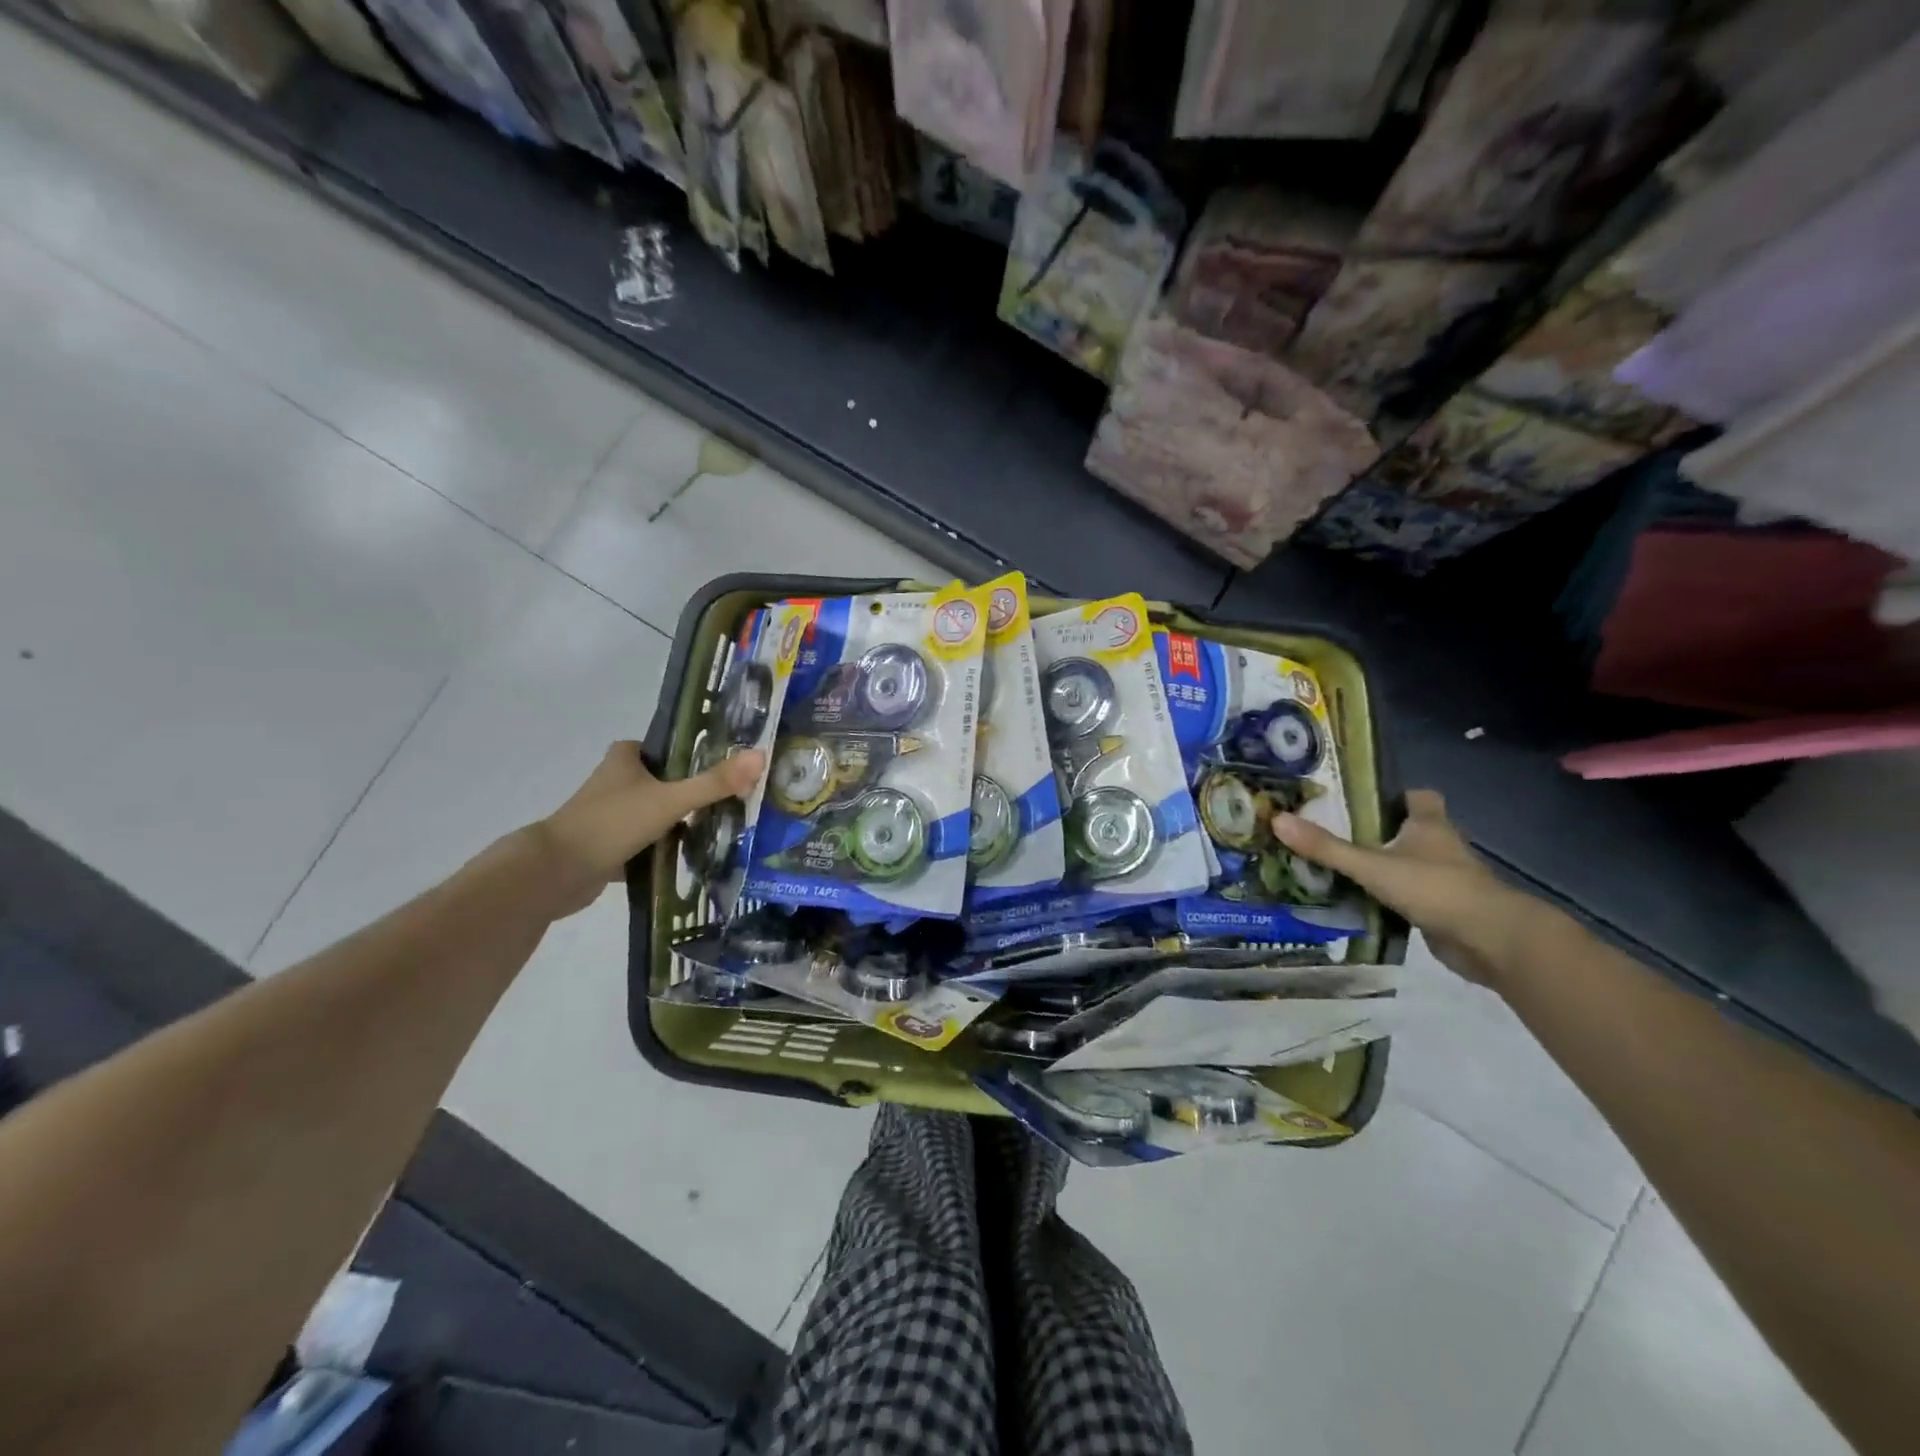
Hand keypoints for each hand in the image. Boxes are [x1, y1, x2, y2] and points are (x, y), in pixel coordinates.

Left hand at [533, 741, 762, 916]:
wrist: (556, 873)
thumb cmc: (611, 823)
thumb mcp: (670, 800)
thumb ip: (714, 782)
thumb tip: (762, 755)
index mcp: (625, 758)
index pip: (671, 748)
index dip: (699, 755)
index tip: (731, 767)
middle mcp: (617, 781)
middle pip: (667, 782)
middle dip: (696, 792)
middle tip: (736, 800)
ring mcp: (612, 815)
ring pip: (658, 813)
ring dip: (683, 822)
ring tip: (725, 828)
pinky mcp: (610, 846)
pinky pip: (648, 843)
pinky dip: (668, 849)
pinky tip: (696, 857)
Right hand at [1272, 789, 1545, 984]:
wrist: (1492, 941)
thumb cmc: (1435, 888)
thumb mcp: (1372, 865)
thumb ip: (1326, 847)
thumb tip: (1277, 820)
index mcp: (1430, 825)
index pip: (1418, 797)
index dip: (1393, 794)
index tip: (1361, 798)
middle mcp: (1441, 847)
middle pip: (1411, 830)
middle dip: (1378, 831)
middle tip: (1334, 831)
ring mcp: (1446, 880)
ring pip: (1410, 864)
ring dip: (1383, 866)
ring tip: (1337, 865)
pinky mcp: (1444, 910)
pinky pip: (1410, 896)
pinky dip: (1389, 897)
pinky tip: (1359, 901)